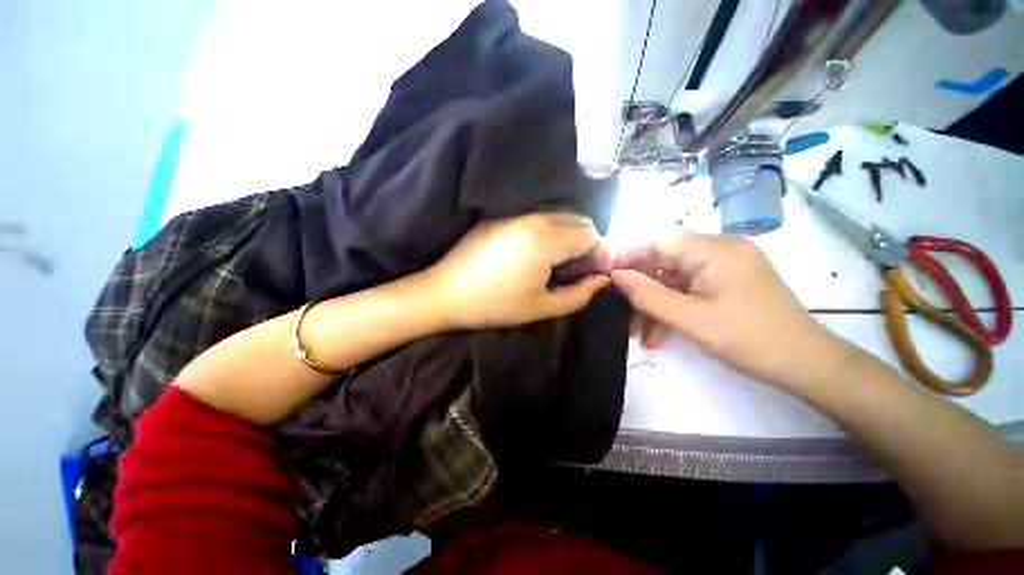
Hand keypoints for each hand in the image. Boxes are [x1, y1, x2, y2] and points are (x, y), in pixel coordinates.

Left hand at [426, 212, 610, 328]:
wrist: (445, 292)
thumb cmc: (495, 304)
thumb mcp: (541, 307)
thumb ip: (579, 294)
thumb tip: (602, 279)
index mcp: (546, 240)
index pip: (590, 233)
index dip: (600, 253)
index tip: (595, 273)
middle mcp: (534, 219)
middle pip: (577, 220)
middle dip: (586, 242)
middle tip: (578, 269)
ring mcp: (516, 216)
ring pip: (558, 217)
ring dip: (568, 236)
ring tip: (559, 263)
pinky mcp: (502, 218)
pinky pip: (538, 219)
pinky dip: (550, 232)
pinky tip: (538, 254)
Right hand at [610, 231, 850, 390]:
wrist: (806, 364)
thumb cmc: (749, 338)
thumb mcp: (690, 318)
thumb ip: (647, 294)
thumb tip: (614, 274)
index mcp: (714, 249)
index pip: (659, 240)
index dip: (628, 254)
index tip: (605, 273)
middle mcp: (718, 249)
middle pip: (664, 260)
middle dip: (640, 286)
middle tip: (620, 310)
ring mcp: (723, 266)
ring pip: (673, 278)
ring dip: (654, 303)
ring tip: (638, 333)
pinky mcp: (725, 281)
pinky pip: (688, 288)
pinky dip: (671, 307)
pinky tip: (658, 333)